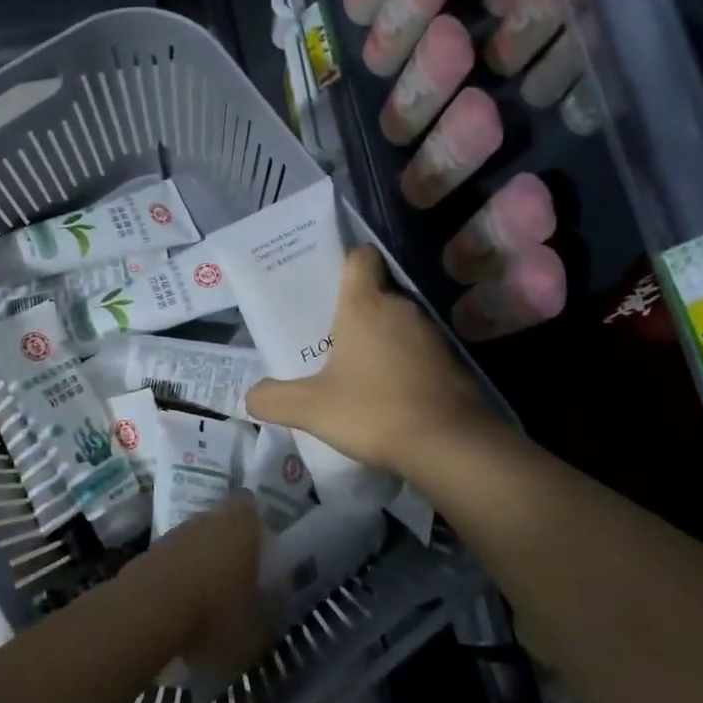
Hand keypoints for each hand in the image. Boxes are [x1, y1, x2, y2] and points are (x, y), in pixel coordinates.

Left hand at [130, 494, 269, 676]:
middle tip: (241, 577)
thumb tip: (277, 599)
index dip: (259, 524)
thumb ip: (273, 608)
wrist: (146, 613)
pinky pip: (176, 559)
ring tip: (211, 598)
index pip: (254, 507)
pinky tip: (184, 605)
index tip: (266, 548)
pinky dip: (181, 575)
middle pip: (225, 523)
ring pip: (199, 540)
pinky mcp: (151, 551)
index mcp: (243, 524)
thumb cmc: (215, 614)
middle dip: (232, 545)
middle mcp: (210, 518)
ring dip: (205, 561)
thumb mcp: (259, 626)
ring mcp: (177, 531)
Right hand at [246, 246, 493, 477]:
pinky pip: (418, 349)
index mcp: (365, 305)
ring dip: (379, 339)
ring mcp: (432, 333)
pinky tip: (389, 392)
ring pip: (397, 322)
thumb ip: (273, 398)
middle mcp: (402, 308)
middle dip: (353, 311)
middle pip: (375, 292)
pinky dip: (403, 362)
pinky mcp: (452, 360)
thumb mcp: (311, 409)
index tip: (327, 286)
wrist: (451, 445)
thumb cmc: (375, 412)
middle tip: (327, 338)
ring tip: (356, 370)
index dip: (344, 263)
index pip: (360, 257)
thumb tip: (251, 395)